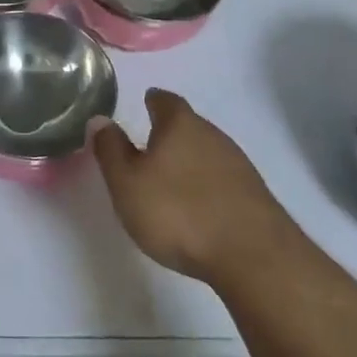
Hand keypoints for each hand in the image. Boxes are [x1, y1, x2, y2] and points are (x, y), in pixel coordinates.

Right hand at [92, 89, 294, 289]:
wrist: (253, 256)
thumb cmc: (178, 212)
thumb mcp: (127, 183)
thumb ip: (111, 150)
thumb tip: (100, 119)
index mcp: (180, 125)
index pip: (165, 100)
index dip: (153, 100)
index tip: (145, 103)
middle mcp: (213, 135)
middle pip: (189, 125)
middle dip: (171, 133)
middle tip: (150, 146)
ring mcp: (239, 165)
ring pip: (207, 152)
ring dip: (190, 160)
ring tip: (172, 179)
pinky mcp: (255, 196)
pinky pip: (223, 179)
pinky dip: (208, 185)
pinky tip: (199, 205)